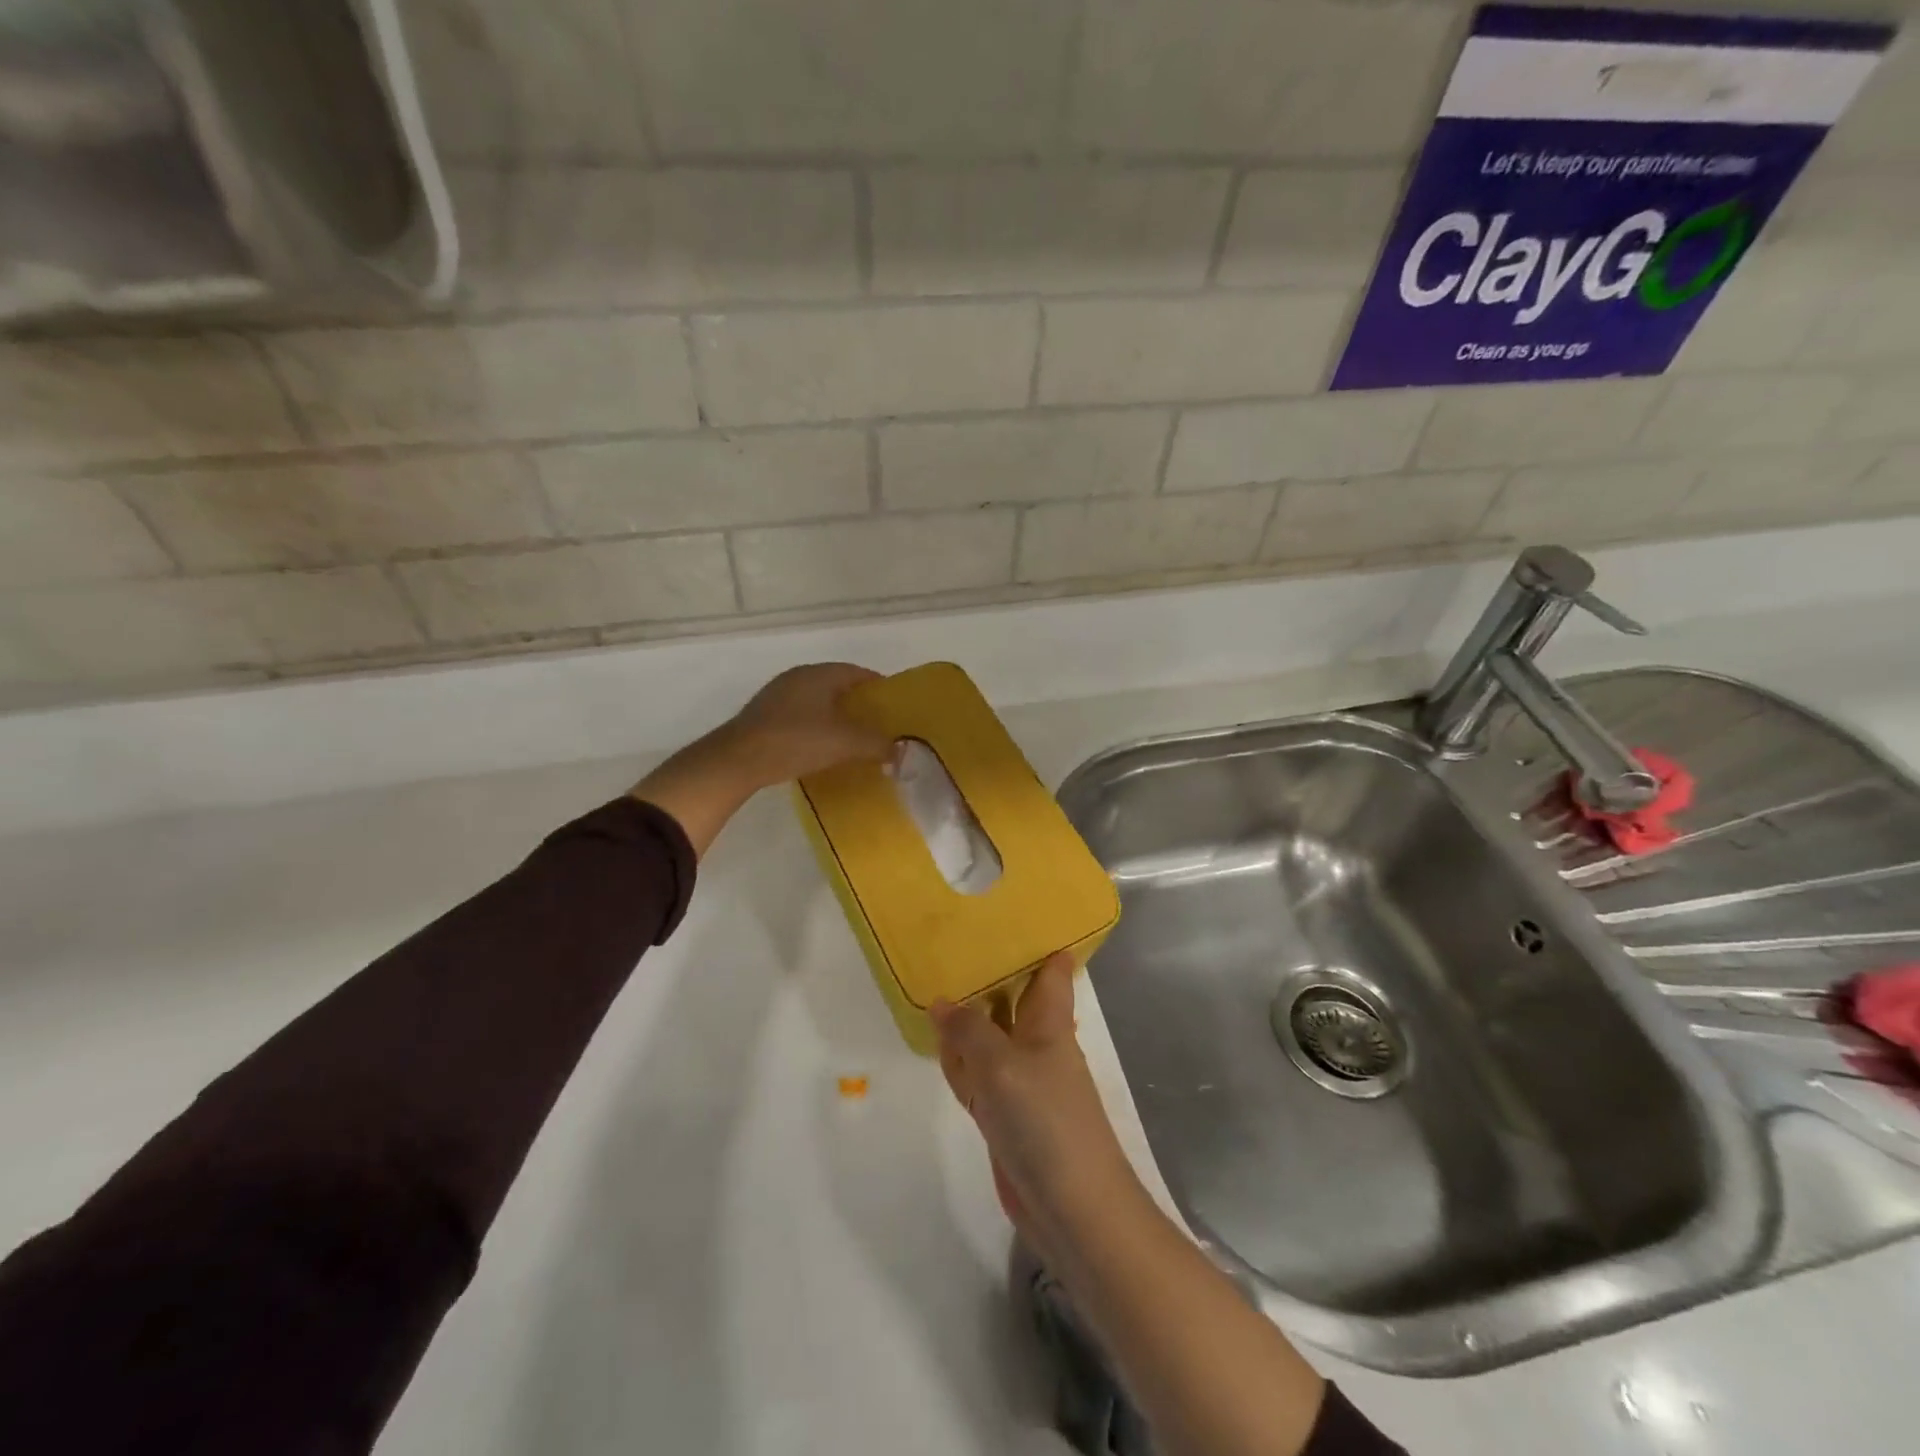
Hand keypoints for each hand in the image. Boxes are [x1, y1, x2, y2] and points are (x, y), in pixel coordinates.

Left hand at [723, 662, 893, 787]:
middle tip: (877, 724)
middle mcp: (798, 677)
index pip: (858, 672)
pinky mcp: (765, 715)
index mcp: (819, 674)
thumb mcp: (845, 743)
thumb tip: (900, 750)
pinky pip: (801, 714)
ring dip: (836, 715)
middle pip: (837, 685)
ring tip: (853, 737)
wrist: (738, 760)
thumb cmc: (797, 741)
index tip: (894, 706)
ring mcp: (778, 694)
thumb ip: (877, 744)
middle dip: (859, 703)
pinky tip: (822, 746)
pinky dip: (817, 725)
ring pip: (818, 700)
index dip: (879, 687)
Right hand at [931, 954, 1149, 1265]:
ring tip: (935, 983)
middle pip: (1012, 998)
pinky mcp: (1006, 1112)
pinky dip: (961, 1062)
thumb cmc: (1045, 1121)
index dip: (1038, 940)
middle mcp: (1037, 1043)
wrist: (1072, 1207)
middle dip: (988, 975)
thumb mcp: (1000, 1065)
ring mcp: (1021, 1079)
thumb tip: (942, 1002)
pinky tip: (939, 1046)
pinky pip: (979, 1075)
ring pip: (990, 1036)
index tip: (1010, 912)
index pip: (1051, 968)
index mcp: (1050, 1021)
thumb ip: (968, 1030)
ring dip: (967, 1020)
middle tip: (953, 941)